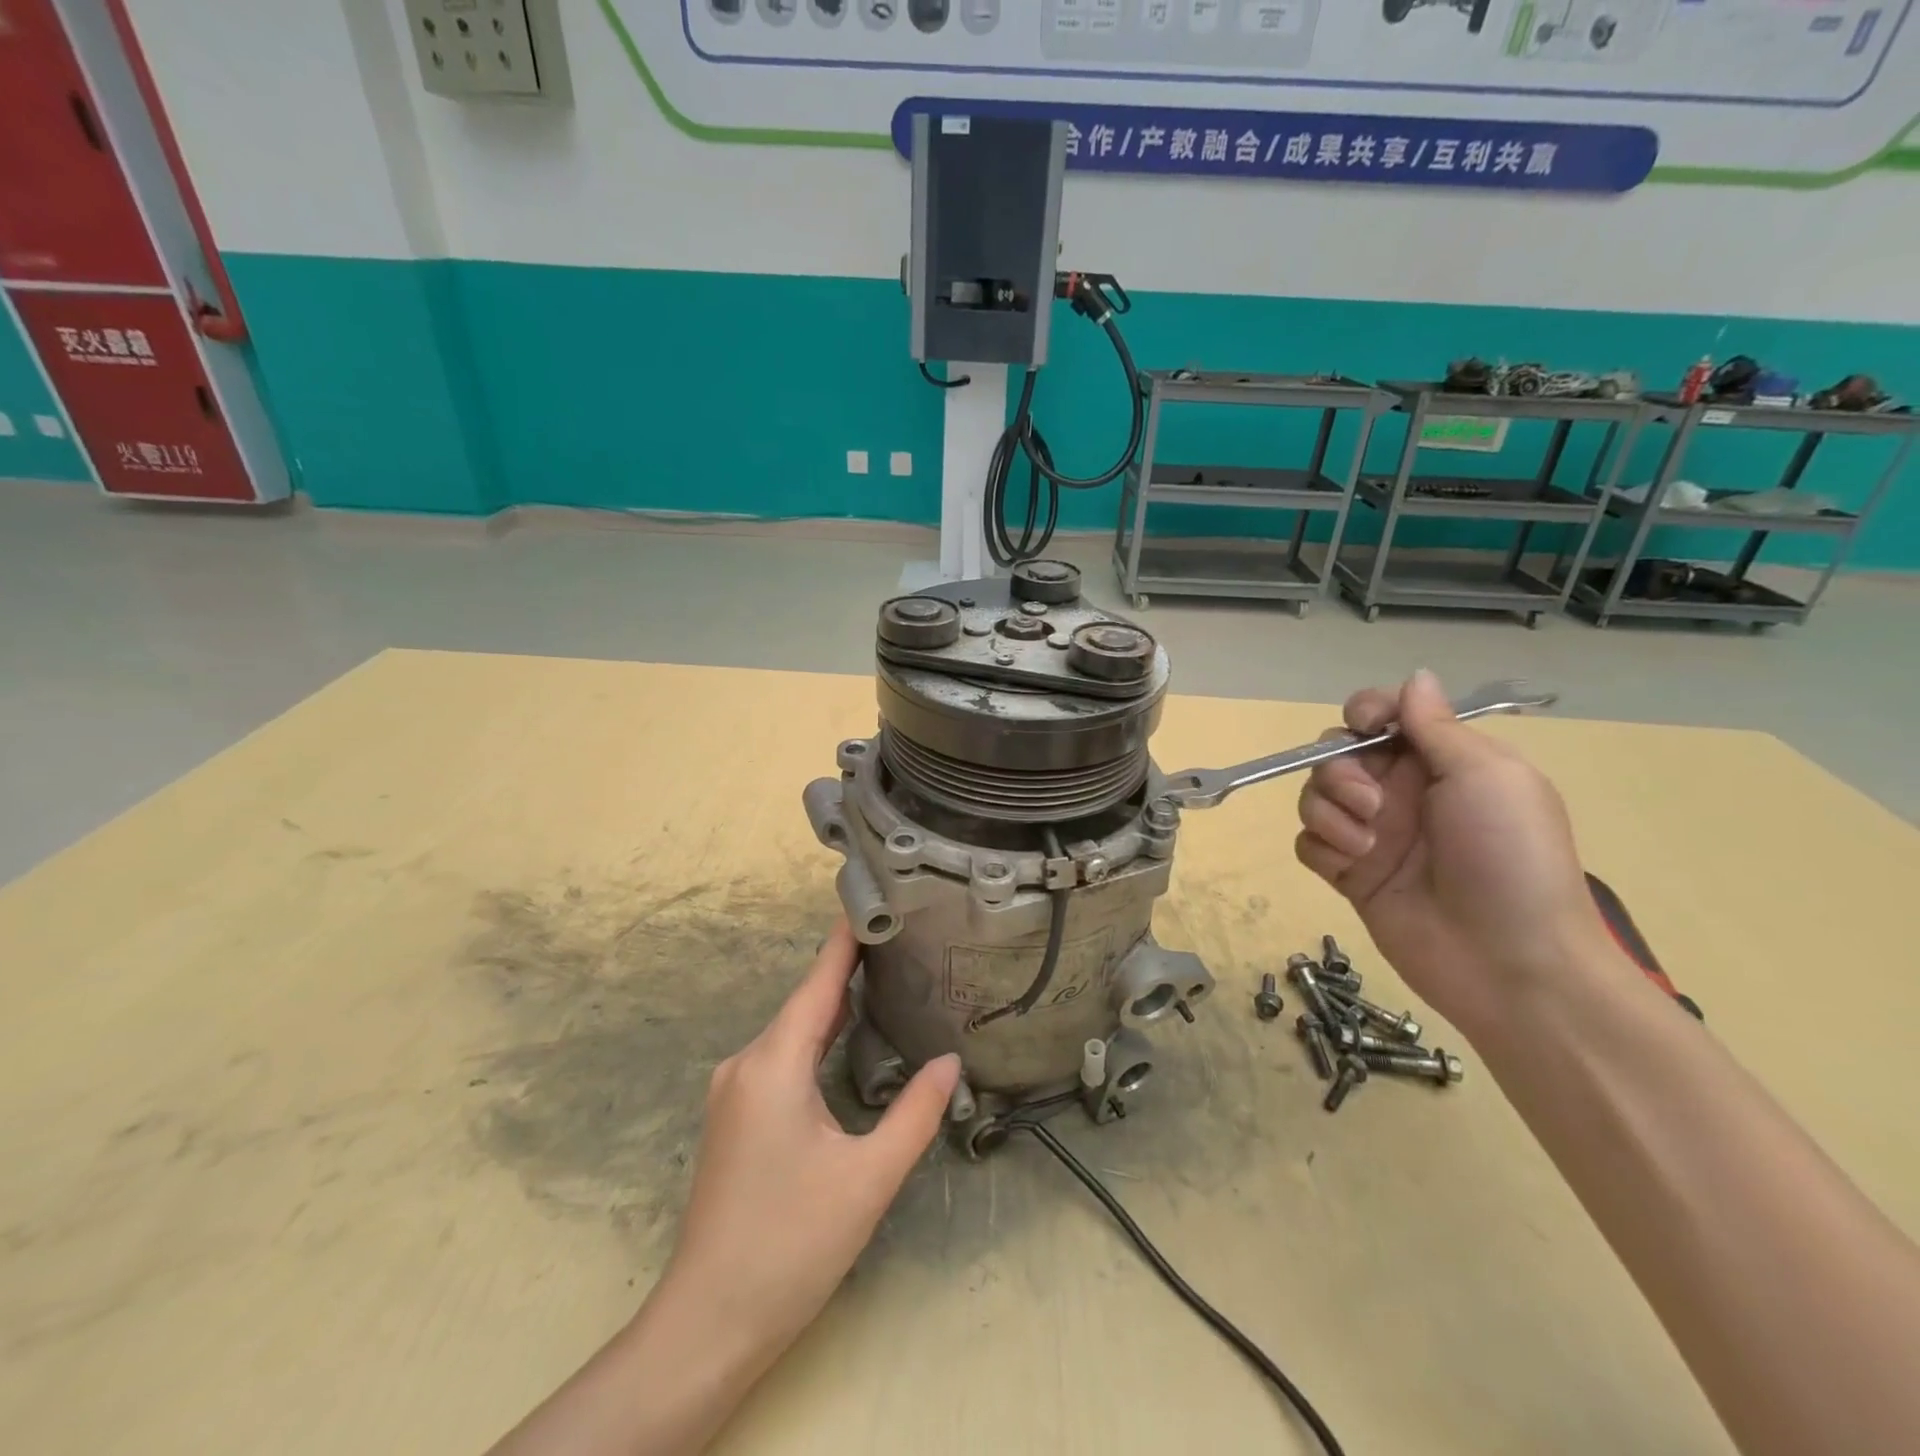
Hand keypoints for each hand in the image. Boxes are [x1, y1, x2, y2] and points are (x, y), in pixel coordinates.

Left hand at [658, 920, 959, 1368]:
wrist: (709, 1323)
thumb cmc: (792, 1245)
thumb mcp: (868, 1179)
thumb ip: (914, 1113)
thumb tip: (950, 1062)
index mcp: (773, 1064)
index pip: (817, 981)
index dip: (844, 938)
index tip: (874, 897)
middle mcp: (746, 1063)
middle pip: (805, 1001)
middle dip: (848, 968)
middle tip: (901, 938)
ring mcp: (734, 1089)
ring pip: (792, 1030)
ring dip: (833, 1003)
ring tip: (885, 975)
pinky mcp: (734, 1114)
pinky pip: (781, 1055)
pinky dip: (816, 1035)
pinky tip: (846, 1037)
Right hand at [1294, 670, 1609, 1036]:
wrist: (1509, 961)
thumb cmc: (1509, 857)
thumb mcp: (1487, 776)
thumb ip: (1438, 727)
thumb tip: (1414, 676)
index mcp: (1438, 762)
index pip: (1382, 716)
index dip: (1365, 713)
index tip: (1366, 728)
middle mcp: (1399, 792)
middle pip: (1335, 754)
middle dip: (1340, 772)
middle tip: (1372, 805)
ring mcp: (1371, 834)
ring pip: (1313, 796)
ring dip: (1330, 813)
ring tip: (1367, 845)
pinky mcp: (1348, 873)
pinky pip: (1308, 842)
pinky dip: (1324, 849)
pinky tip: (1353, 868)